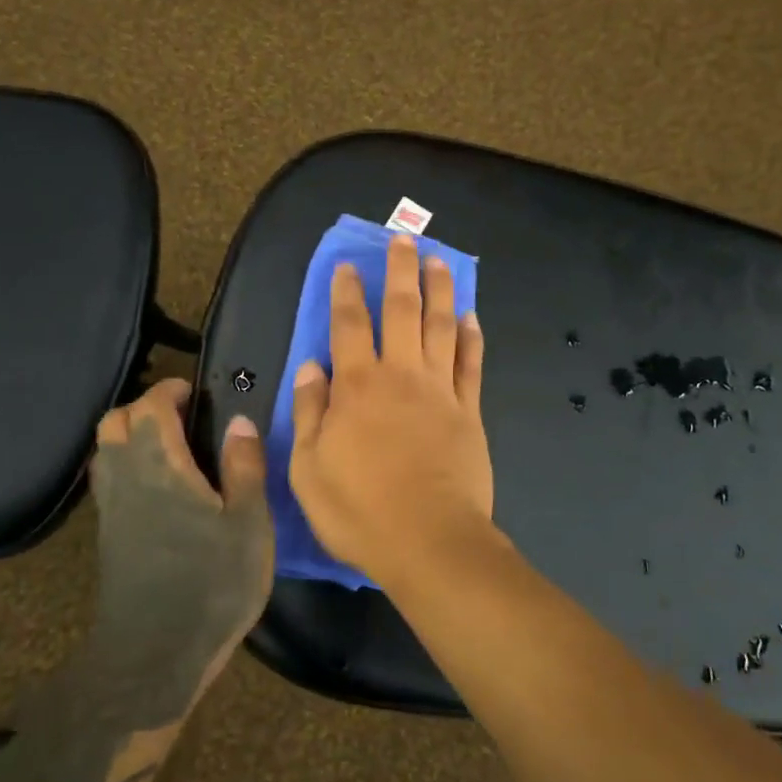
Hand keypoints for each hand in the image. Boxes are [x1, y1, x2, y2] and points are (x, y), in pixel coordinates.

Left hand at [90, 379, 273, 692]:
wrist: (154, 655)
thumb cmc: (212, 583)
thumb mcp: (247, 523)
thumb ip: (244, 466)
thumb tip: (240, 421)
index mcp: (160, 464)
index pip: (149, 406)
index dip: (169, 390)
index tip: (193, 391)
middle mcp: (125, 477)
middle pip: (113, 422)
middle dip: (143, 408)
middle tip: (182, 418)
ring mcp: (110, 509)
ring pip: (104, 451)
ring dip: (129, 436)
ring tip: (171, 449)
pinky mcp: (107, 536)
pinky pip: (107, 480)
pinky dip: (126, 465)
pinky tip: (159, 489)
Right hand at [288, 234, 492, 584]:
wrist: (430, 542)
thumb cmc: (360, 510)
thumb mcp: (309, 468)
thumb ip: (309, 412)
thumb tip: (311, 366)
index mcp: (358, 386)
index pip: (349, 324)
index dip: (346, 291)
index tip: (348, 265)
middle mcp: (401, 375)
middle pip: (402, 310)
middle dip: (401, 271)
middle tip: (404, 239)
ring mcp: (441, 391)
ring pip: (442, 326)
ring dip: (440, 290)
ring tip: (440, 260)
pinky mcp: (470, 412)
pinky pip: (472, 365)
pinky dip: (472, 337)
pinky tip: (471, 317)